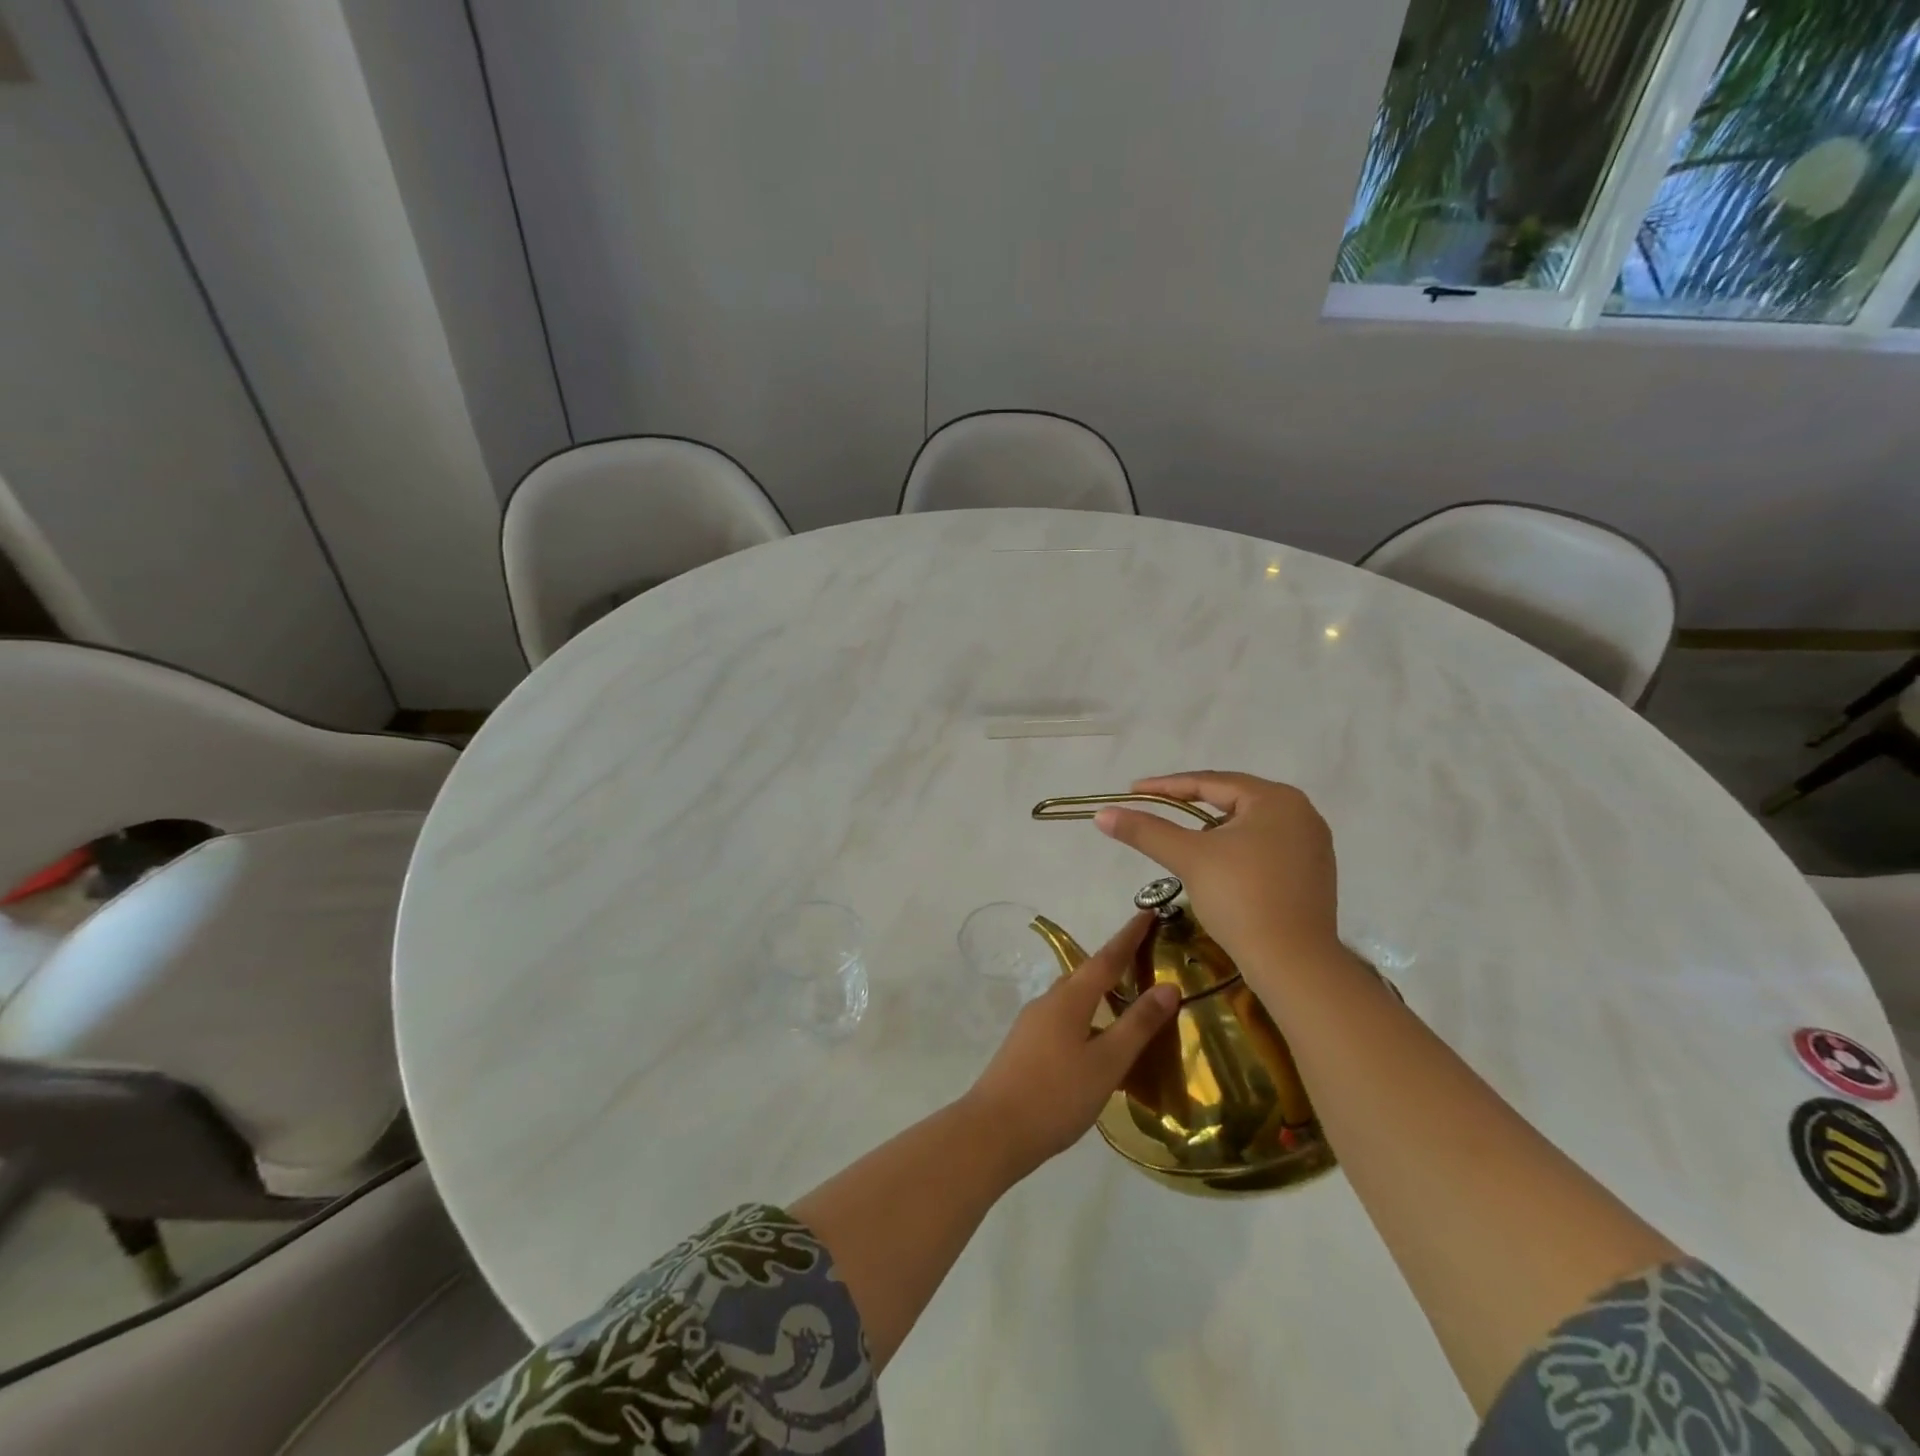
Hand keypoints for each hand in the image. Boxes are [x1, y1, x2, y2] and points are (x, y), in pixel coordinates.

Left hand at [963, 913, 1178, 1178]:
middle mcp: (1049, 1002)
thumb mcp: (1106, 1062)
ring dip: (1099, 990)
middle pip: (1087, 973)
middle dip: (1115, 962)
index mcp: (1069, 999)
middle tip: (1143, 955)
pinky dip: (1086, 1014)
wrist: (993, 1130)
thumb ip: (1137, 1025)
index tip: (1147, 912)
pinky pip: (1064, 1018)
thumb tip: (1168, 986)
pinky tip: (1095, 1037)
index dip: (1129, 936)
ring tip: (1125, 996)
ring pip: (1073, 997)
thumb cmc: (1056, 1095)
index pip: (1107, 958)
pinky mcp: (1025, 1045)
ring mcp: (1032, 1023)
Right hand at [1094, 772, 1345, 983]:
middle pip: (1233, 801)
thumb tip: (1102, 814)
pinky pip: (1265, 848)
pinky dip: (1236, 851)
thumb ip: (1145, 831)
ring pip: (1248, 826)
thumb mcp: (1188, 857)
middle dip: (1191, 806)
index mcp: (1276, 799)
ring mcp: (1312, 844)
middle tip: (1156, 811)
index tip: (1133, 791)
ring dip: (1214, 831)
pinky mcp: (1313, 873)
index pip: (1211, 783)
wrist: (1294, 963)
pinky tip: (1219, 869)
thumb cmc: (1241, 898)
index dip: (1167, 786)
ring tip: (1185, 845)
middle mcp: (1301, 812)